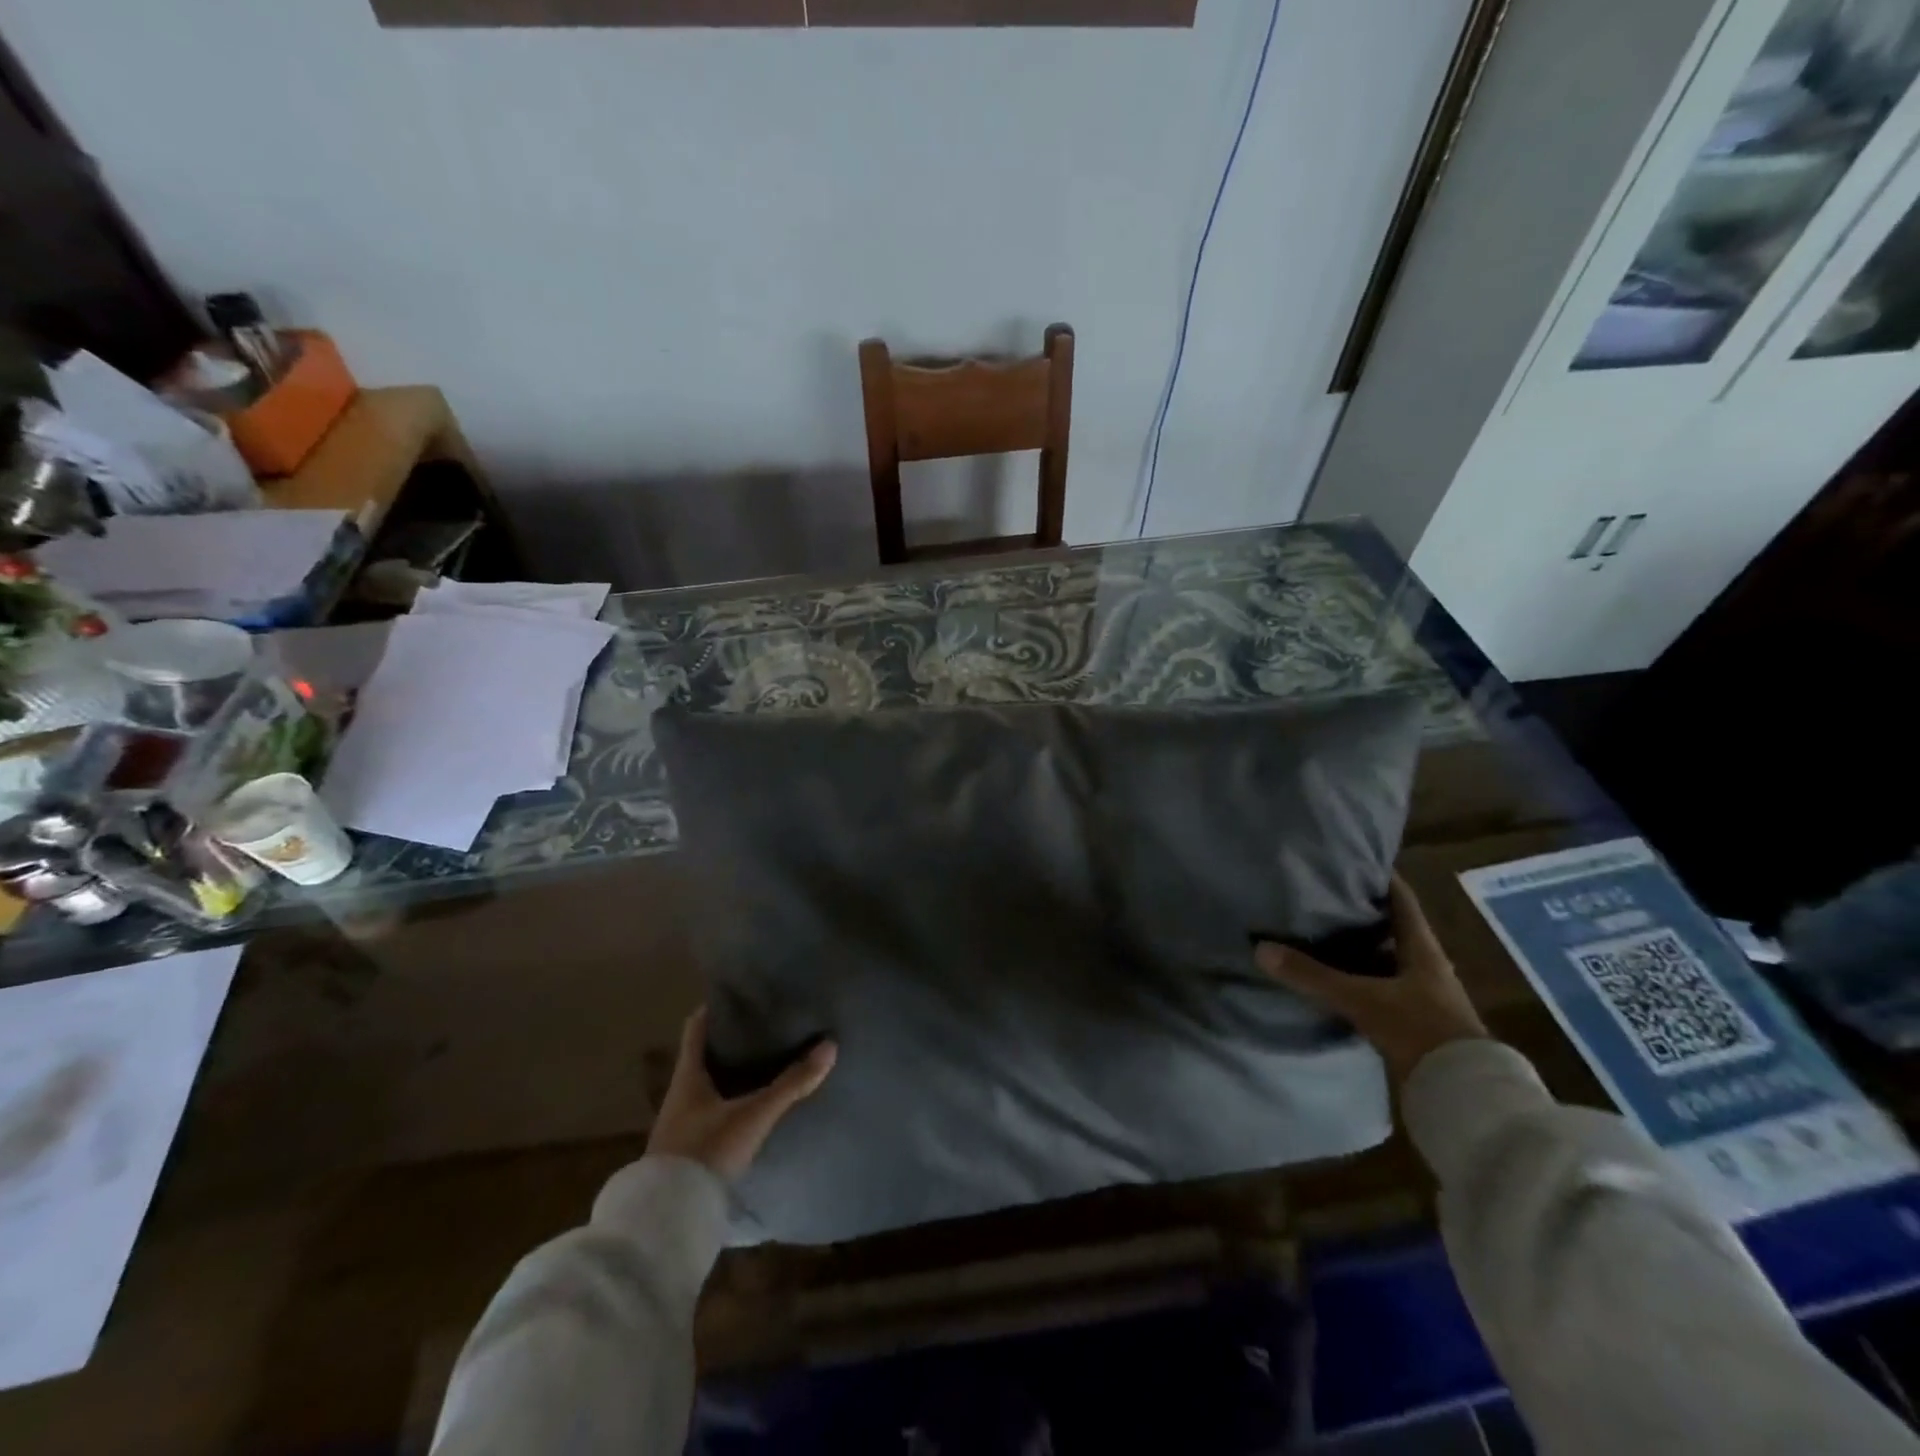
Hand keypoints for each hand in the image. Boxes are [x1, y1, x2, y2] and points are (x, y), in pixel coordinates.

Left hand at [646, 1008, 837, 1180]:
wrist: (669, 1218)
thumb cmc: (706, 1152)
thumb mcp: (753, 1116)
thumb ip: (791, 1084)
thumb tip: (829, 1046)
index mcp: (687, 1077)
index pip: (696, 1029)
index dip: (713, 1010)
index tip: (736, 996)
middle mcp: (679, 1096)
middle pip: (702, 1058)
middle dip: (729, 1044)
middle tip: (761, 1029)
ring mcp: (679, 1126)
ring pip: (706, 1088)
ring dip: (729, 1077)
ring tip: (762, 1066)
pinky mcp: (686, 1153)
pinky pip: (709, 1115)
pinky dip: (728, 1105)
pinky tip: (749, 1110)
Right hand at [1253, 874, 1488, 1083]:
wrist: (1463, 1094)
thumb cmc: (1420, 1029)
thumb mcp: (1361, 999)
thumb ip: (1312, 976)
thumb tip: (1261, 949)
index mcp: (1422, 949)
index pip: (1401, 900)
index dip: (1379, 878)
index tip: (1351, 860)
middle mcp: (1425, 966)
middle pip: (1392, 929)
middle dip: (1361, 914)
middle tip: (1322, 896)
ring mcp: (1423, 996)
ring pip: (1385, 960)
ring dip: (1359, 950)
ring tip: (1318, 935)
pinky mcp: (1415, 1022)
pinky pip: (1382, 989)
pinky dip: (1359, 981)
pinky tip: (1334, 981)